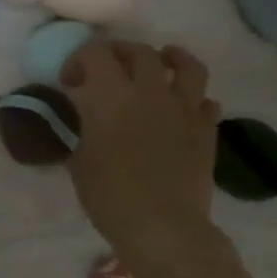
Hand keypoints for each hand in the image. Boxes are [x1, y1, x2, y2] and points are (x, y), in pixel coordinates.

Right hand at [62, 41, 220, 262]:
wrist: (161, 225)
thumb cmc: (108, 194)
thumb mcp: (79, 159)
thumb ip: (83, 130)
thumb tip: (86, 121)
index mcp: (111, 96)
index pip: (95, 53)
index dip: (79, 59)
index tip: (70, 82)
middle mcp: (150, 92)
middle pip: (139, 52)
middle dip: (118, 53)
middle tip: (106, 69)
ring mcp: (184, 109)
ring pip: (185, 65)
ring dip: (170, 58)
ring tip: (161, 62)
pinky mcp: (207, 130)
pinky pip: (205, 100)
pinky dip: (192, 98)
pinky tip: (181, 108)